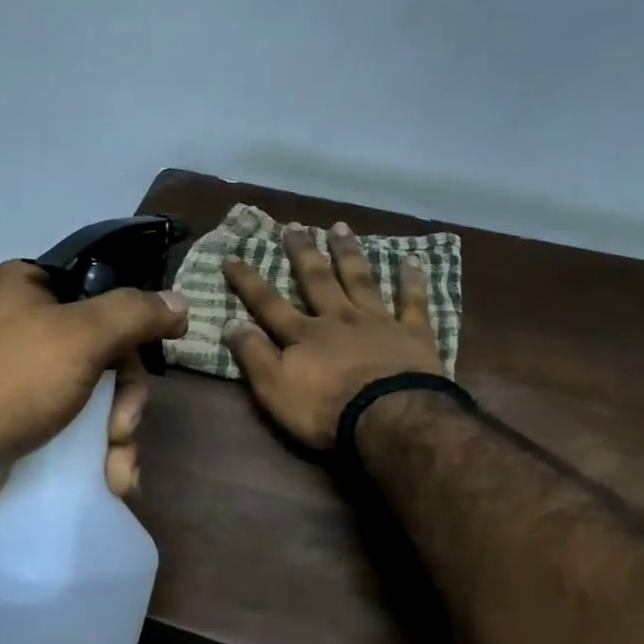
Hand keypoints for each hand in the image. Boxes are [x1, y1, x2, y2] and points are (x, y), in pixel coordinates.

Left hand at [0, 261, 188, 514]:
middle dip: (126, 399)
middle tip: (123, 428)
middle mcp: (26, 322)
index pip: (106, 290)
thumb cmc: (9, 381)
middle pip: (109, 351)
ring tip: (118, 470)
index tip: (162, 349)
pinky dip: (96, 450)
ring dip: (117, 434)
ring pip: (97, 394)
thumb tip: (181, 302)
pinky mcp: (20, 417)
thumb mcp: (81, 336)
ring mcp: (22, 374)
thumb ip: (135, 313)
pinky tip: (112, 481)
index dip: (138, 323)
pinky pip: (75, 422)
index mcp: (32, 286)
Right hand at [223, 222, 443, 448]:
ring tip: (340, 227)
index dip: (248, 282)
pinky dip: (412, 281)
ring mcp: (378, 322)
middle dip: (303, 253)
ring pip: (360, 280)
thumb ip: (253, 355)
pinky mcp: (413, 334)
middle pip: (317, 280)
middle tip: (295, 226)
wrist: (390, 418)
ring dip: (349, 253)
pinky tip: (412, 260)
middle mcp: (339, 319)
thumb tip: (230, 322)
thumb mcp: (275, 388)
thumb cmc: (327, 410)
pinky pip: (413, 302)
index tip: (232, 256)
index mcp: (305, 335)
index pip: (269, 304)